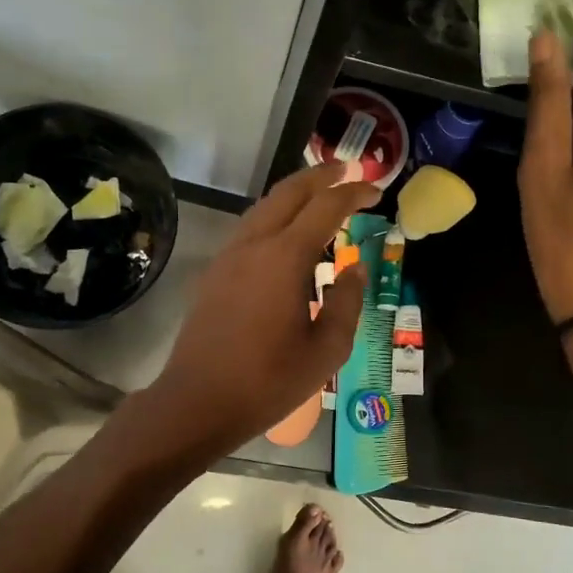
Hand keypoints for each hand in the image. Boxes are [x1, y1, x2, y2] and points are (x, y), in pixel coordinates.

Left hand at [147, 161, 377, 452]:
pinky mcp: (214, 273)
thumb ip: (347, 303)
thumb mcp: (326, 350)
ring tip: (319, 195)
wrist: (197, 402)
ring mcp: (228, 257)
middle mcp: (253, 246)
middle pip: (288, 193)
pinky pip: (249, 228)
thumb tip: (355, 269)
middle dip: (320, 177)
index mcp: (284, 259)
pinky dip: (274, 216)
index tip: (375, 191)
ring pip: (264, 207)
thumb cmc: (268, 381)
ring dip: (294, 194)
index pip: (325, 208)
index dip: (353, 194)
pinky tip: (286, 234)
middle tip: (347, 170)